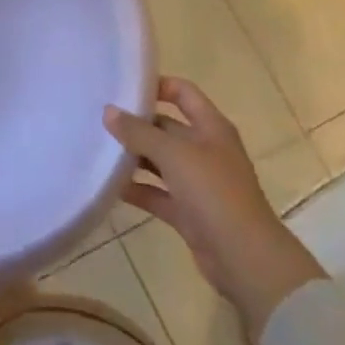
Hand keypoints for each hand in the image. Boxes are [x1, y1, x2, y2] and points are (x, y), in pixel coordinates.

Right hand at [104, 76, 325, 342]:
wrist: (245, 258)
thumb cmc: (213, 192)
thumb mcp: (174, 154)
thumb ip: (138, 132)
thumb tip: (108, 111)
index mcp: (211, 127)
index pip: (183, 93)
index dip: (157, 85)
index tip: (123, 87)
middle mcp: (205, 149)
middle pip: (167, 127)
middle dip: (137, 124)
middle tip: (99, 119)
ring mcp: (198, 182)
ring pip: (160, 161)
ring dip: (134, 157)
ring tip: (99, 149)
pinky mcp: (189, 211)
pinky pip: (157, 193)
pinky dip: (138, 189)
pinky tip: (110, 186)